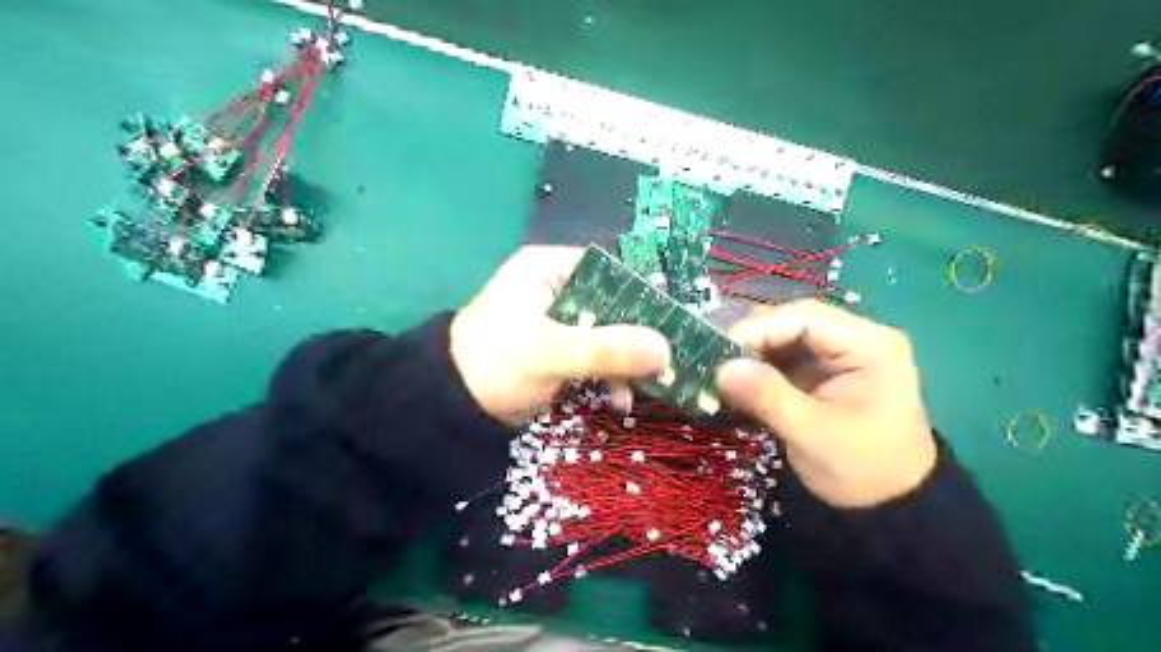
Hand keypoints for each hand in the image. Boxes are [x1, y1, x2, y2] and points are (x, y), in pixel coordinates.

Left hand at [453, 246, 672, 426]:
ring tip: (641, 388)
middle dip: (636, 338)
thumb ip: (607, 349)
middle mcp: (556, 288)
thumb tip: (666, 349)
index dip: (641, 294)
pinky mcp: (558, 350)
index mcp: (548, 269)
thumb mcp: (551, 353)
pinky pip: (595, 356)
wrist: (451, 407)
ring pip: (607, 333)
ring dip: (625, 363)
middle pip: (612, 305)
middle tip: (665, 363)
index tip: (671, 323)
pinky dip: (609, 376)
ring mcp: (558, 321)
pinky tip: (618, 399)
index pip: (608, 270)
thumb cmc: (495, 364)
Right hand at [718, 301, 932, 508]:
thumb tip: (721, 368)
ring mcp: (840, 353)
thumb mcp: (813, 434)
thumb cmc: (861, 469)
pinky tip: (741, 385)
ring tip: (724, 377)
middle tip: (717, 365)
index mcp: (870, 345)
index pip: (805, 317)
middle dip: (752, 341)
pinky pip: (784, 356)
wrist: (890, 504)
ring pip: (784, 337)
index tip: (720, 351)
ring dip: (752, 354)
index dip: (758, 328)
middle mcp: (857, 338)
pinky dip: (759, 368)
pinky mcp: (824, 370)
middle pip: (792, 322)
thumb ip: (768, 397)